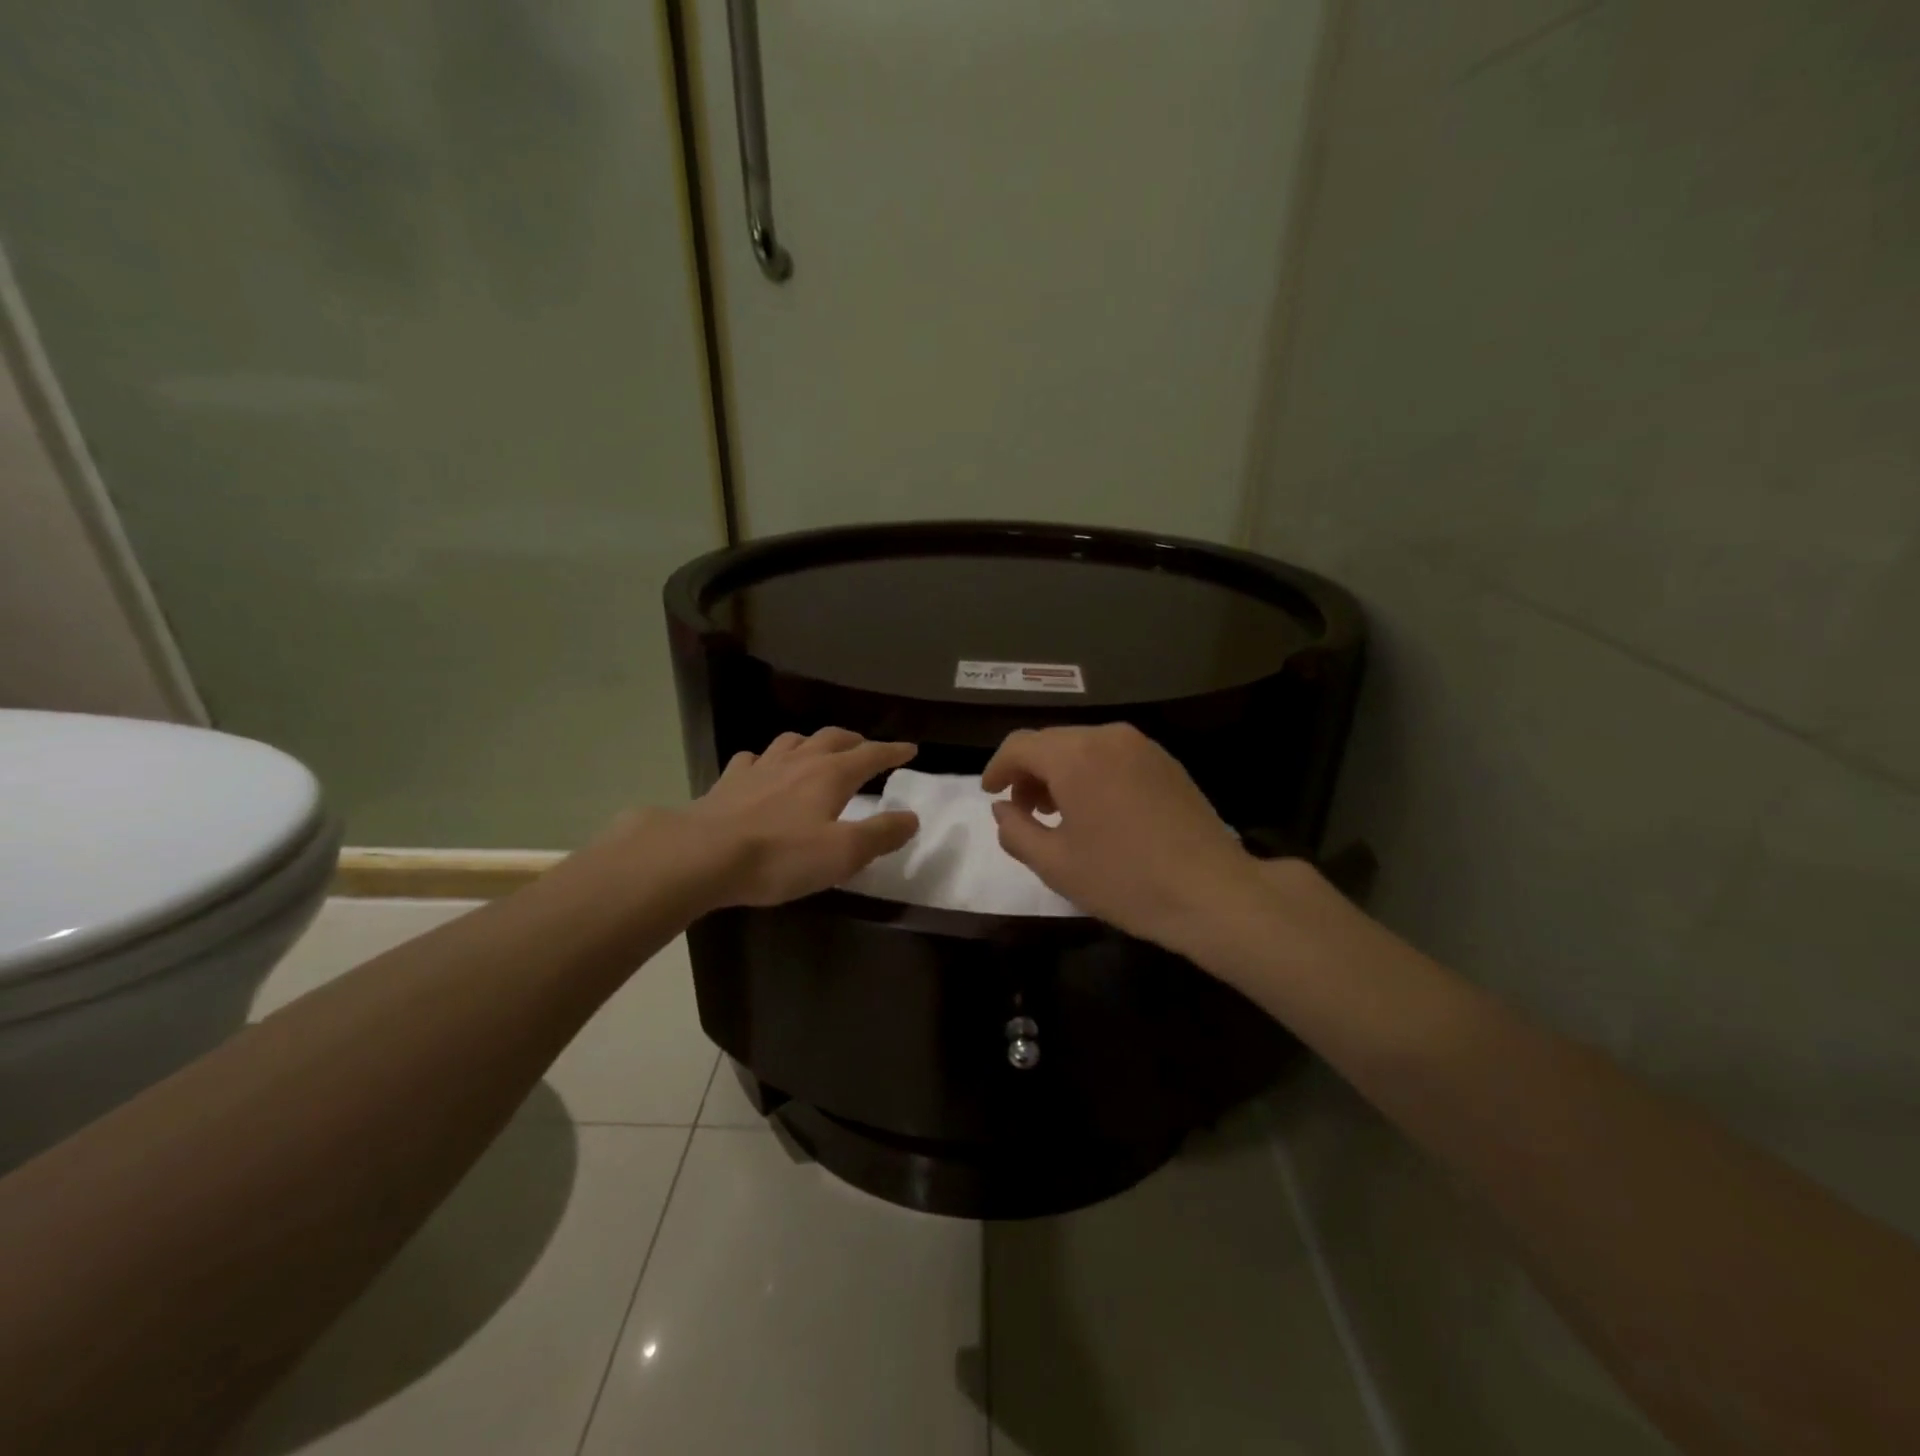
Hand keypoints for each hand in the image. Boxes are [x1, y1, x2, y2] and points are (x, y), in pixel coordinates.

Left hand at [678, 728, 919, 907]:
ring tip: (818, 751)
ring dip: (812, 742)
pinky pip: (753, 759)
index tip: (910, 749)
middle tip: (866, 748)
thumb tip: (911, 817)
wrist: (703, 855)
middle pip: (832, 739)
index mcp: (831, 775)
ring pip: (792, 741)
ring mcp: (760, 768)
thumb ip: (881, 834)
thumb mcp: (843, 853)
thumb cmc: (780, 856)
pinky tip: (763, 769)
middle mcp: (799, 761)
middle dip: (854, 741)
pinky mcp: (729, 782)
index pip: (871, 755)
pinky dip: (767, 760)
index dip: (892, 752)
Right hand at [981, 724, 1269, 953]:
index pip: (1020, 745)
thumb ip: (1015, 831)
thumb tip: (1002, 809)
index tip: (990, 794)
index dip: (997, 768)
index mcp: (1076, 755)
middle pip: (1052, 742)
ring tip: (1058, 814)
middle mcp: (1108, 736)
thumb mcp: (1055, 864)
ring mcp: (1142, 746)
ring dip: (1060, 773)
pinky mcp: (1165, 761)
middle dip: (1029, 772)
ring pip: (1083, 747)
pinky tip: (1096, 810)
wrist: (1212, 892)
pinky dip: (1091, 773)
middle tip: (1023, 811)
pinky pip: (1112, 756)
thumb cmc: (1125, 880)